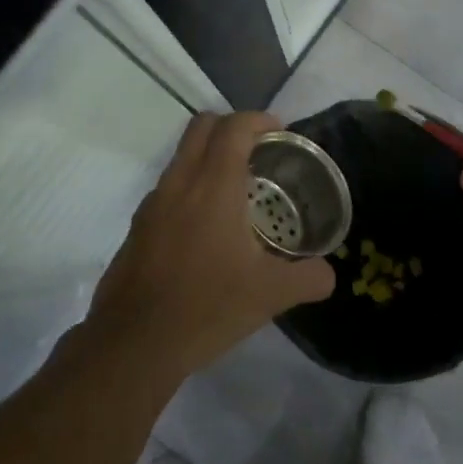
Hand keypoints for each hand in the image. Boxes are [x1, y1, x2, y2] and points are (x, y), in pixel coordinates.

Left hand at [84, 111, 334, 386]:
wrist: (133, 344)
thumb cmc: (206, 307)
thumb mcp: (270, 295)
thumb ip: (308, 278)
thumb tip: (328, 273)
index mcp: (213, 186)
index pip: (233, 127)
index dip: (259, 120)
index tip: (280, 133)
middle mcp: (179, 183)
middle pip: (202, 126)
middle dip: (232, 127)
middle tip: (259, 151)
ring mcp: (153, 203)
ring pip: (182, 156)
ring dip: (209, 157)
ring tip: (238, 191)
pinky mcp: (138, 226)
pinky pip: (169, 187)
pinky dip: (191, 187)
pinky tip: (207, 228)